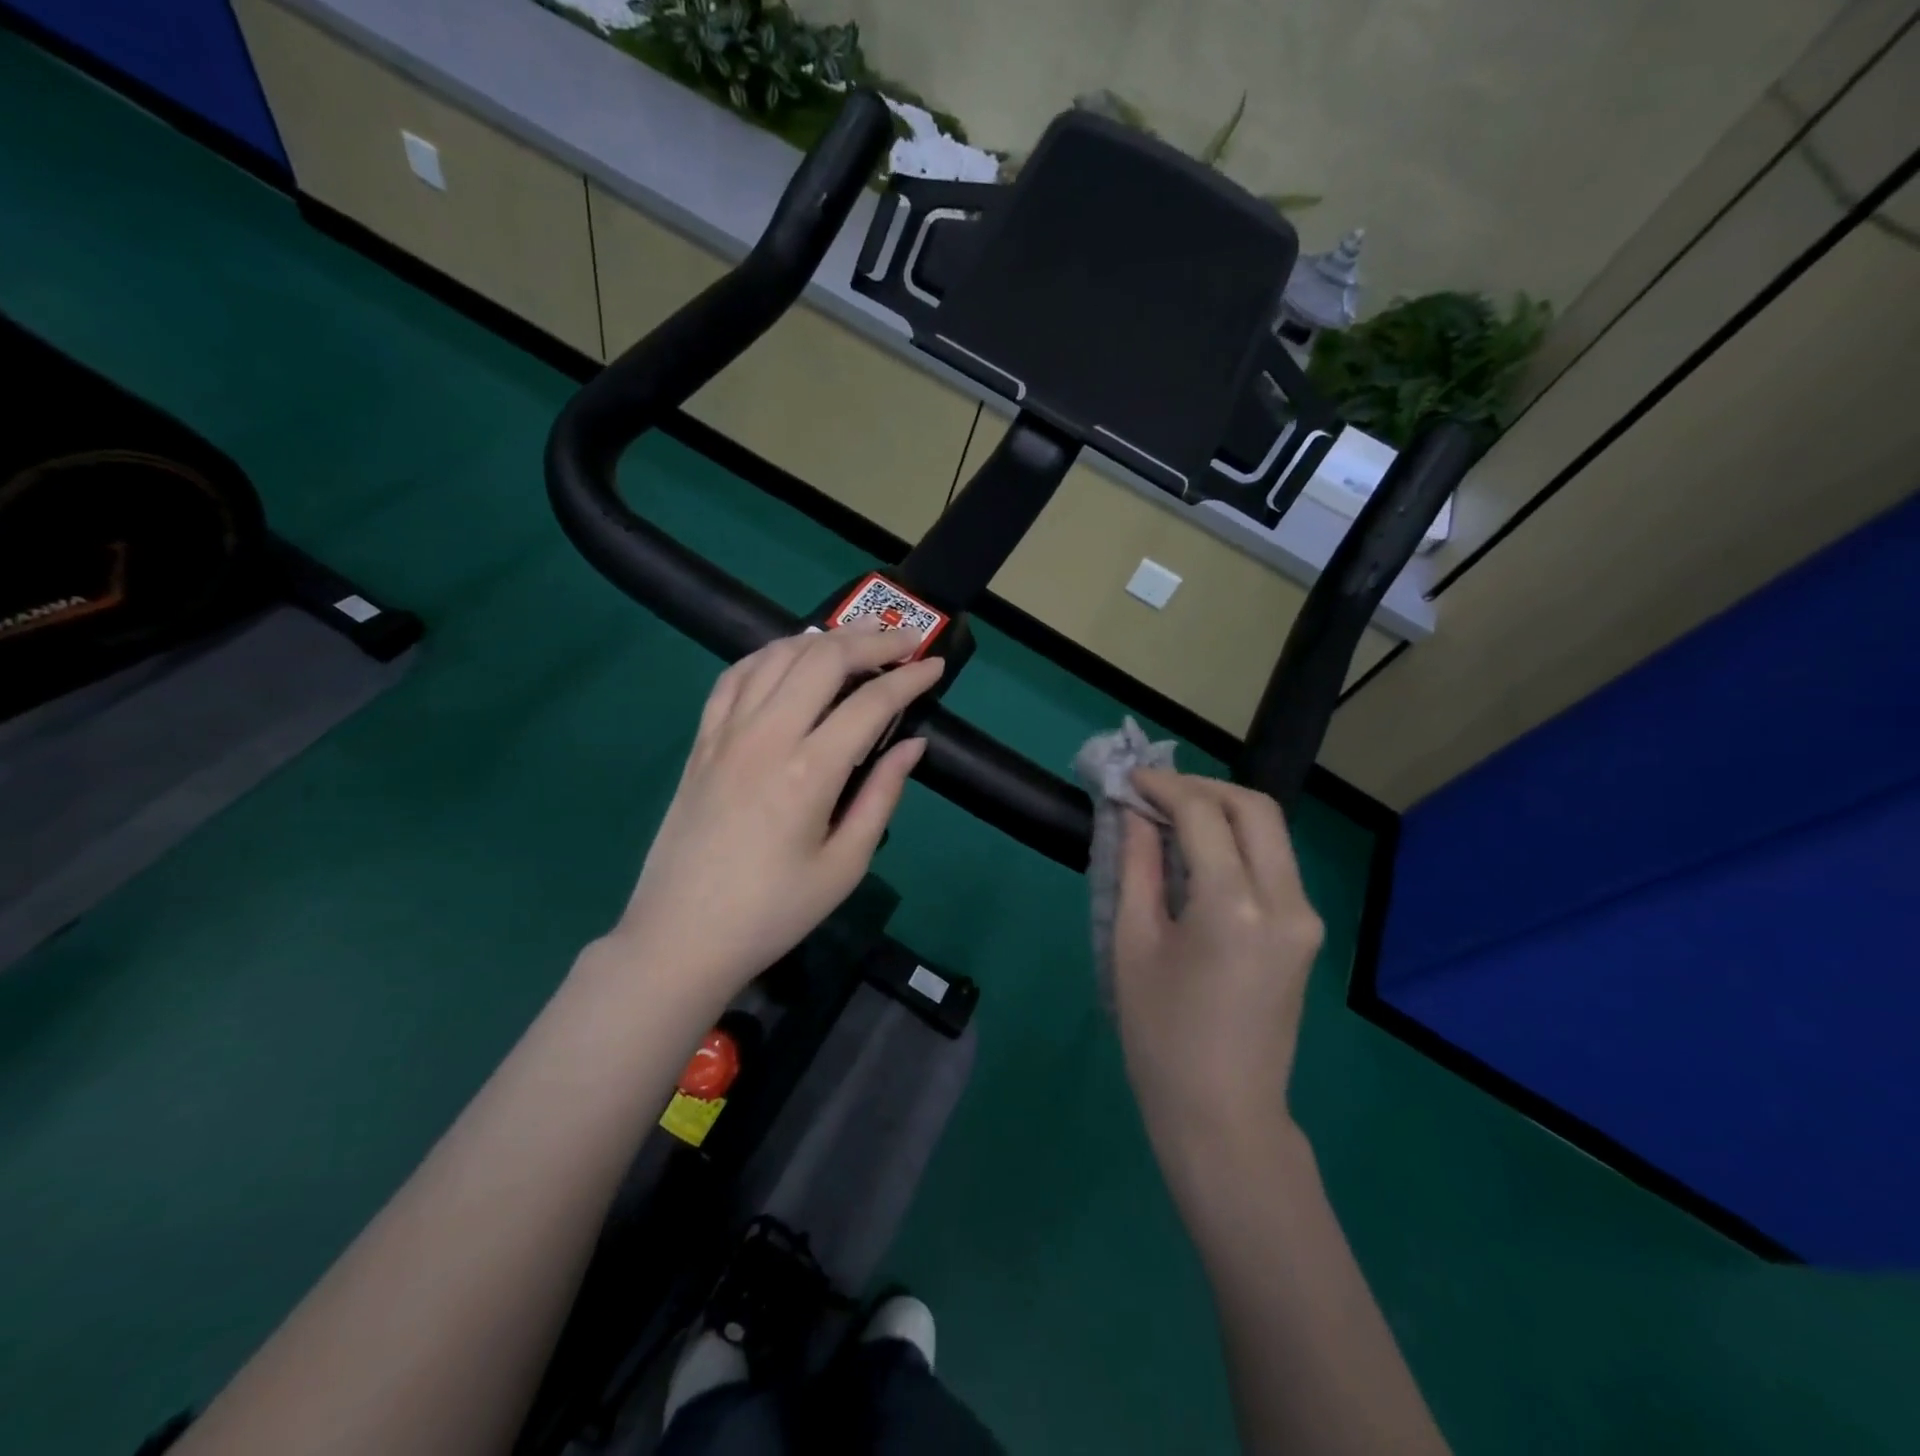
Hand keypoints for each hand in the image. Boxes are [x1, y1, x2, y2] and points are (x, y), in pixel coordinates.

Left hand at [602, 620, 943, 1002]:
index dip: (909, 678)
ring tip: (857, 642)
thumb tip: (913, 745)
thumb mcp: (844, 865)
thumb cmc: (773, 911)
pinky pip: (735, 676)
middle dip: (872, 640)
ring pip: (777, 655)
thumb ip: (882, 796)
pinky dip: (769, 655)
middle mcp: (765, 736)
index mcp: (808, 772)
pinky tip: (789, 659)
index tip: (935, 665)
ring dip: (823, 639)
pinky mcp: (701, 740)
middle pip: (823, 658)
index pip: (870, 702)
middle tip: (905, 641)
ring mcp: (726, 733)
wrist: (681, 937)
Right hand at [1113, 769, 1323, 1156]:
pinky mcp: (1306, 933)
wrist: (1223, 1116)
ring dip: (1222, 811)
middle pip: (1255, 808)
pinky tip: (1197, 853)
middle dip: (1202, 787)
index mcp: (1235, 906)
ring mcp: (1305, 918)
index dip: (1163, 787)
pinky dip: (1236, 842)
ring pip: (1270, 832)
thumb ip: (1136, 867)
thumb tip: (1132, 814)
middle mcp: (1285, 901)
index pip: (1203, 814)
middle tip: (1154, 793)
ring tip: (1169, 817)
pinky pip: (1273, 864)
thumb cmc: (1161, 1037)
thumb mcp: (1133, 945)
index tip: (1128, 779)